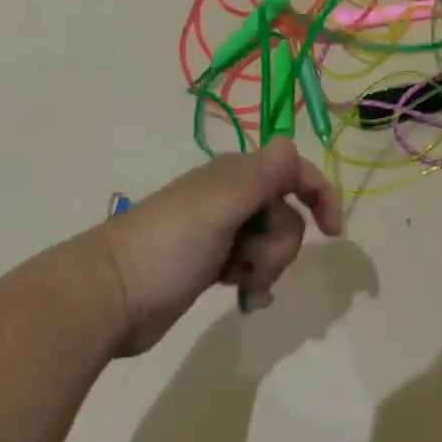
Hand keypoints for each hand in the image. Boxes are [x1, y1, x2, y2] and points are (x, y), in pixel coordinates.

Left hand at [95, 140, 342, 353]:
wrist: (109, 297)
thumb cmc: (167, 247)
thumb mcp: (218, 208)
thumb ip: (260, 177)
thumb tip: (291, 142)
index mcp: (234, 175)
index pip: (293, 172)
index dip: (319, 195)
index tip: (333, 233)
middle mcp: (231, 197)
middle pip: (285, 215)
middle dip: (279, 246)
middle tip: (250, 264)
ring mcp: (220, 231)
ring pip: (270, 243)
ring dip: (266, 267)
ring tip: (239, 284)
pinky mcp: (210, 263)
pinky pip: (251, 266)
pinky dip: (253, 281)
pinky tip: (241, 299)